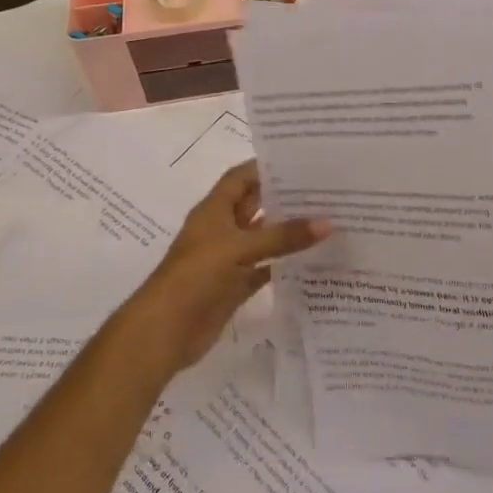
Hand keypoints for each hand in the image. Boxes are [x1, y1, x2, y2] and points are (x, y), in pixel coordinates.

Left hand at [121, 161, 328, 374]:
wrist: (164, 331)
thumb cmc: (195, 276)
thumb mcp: (240, 248)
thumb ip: (283, 236)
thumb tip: (328, 222)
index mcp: (214, 210)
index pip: (241, 178)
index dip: (265, 166)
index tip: (301, 161)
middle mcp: (221, 230)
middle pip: (256, 206)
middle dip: (284, 198)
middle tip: (325, 190)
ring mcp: (228, 259)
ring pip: (263, 238)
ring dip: (288, 232)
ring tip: (327, 220)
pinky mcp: (234, 286)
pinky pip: (264, 269)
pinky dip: (285, 265)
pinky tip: (313, 261)